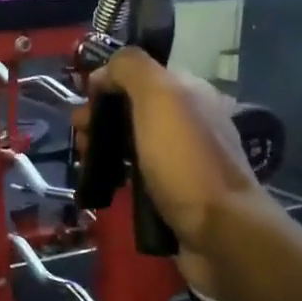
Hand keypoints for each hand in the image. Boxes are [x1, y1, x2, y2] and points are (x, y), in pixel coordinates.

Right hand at [71, 48, 276, 260]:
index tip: (85, 105)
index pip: (139, 74)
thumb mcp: (158, 97)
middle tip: (81, 140)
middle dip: (100, 118)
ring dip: (103, 147)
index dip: (107, 84)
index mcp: (190, 92)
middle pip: (131, 109)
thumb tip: (104, 71)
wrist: (219, 231)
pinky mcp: (175, 192)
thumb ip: (131, 69)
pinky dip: (117, 174)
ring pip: (131, 142)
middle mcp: (189, 120)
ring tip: (87, 164)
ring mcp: (183, 158)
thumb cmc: (185, 160)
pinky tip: (106, 185)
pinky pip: (138, 173)